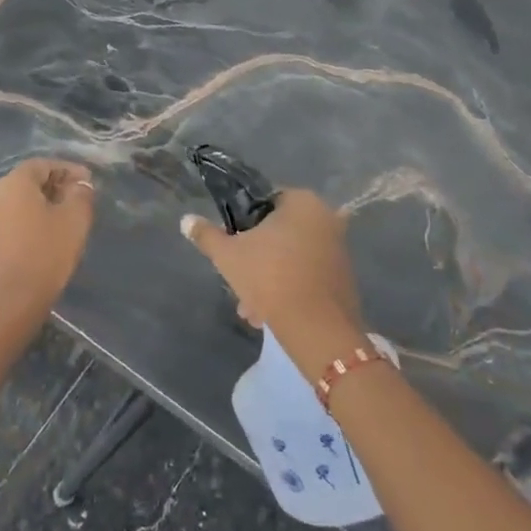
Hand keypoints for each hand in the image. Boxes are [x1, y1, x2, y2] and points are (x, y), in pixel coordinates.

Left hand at [0, 158, 95, 332]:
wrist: (5, 306)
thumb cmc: (44, 256)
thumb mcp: (74, 221)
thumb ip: (80, 195)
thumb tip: (79, 185)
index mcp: (14, 183)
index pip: (42, 164)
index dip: (67, 169)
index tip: (88, 183)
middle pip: (27, 182)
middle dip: (54, 187)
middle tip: (78, 202)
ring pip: (17, 204)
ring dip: (40, 207)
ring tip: (63, 223)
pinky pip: (8, 223)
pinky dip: (27, 224)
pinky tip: (42, 242)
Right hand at [180, 189, 365, 365]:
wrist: (317, 328)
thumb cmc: (270, 278)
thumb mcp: (228, 255)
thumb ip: (206, 235)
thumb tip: (186, 220)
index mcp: (302, 202)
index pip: (265, 202)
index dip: (244, 224)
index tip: (232, 247)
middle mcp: (326, 218)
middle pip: (279, 234)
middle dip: (257, 259)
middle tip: (239, 282)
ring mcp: (339, 249)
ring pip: (292, 258)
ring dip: (270, 279)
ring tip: (252, 311)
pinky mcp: (345, 279)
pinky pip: (308, 277)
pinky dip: (290, 290)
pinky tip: (270, 316)